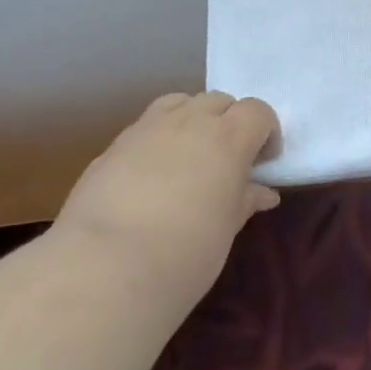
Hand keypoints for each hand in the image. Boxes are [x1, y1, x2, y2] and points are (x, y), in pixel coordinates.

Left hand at [53, 91, 281, 298]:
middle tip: (228, 161)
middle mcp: (190, 121)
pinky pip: (146, 127)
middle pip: (218, 101)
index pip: (258, 111)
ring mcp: (147, 128)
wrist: (105, 268)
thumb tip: (262, 192)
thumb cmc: (185, 253)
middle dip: (229, 122)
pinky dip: (158, 139)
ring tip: (189, 157)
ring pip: (180, 103)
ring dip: (192, 119)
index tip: (263, 162)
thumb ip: (244, 201)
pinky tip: (150, 177)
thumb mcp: (226, 229)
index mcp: (228, 137)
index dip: (265, 132)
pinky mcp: (113, 146)